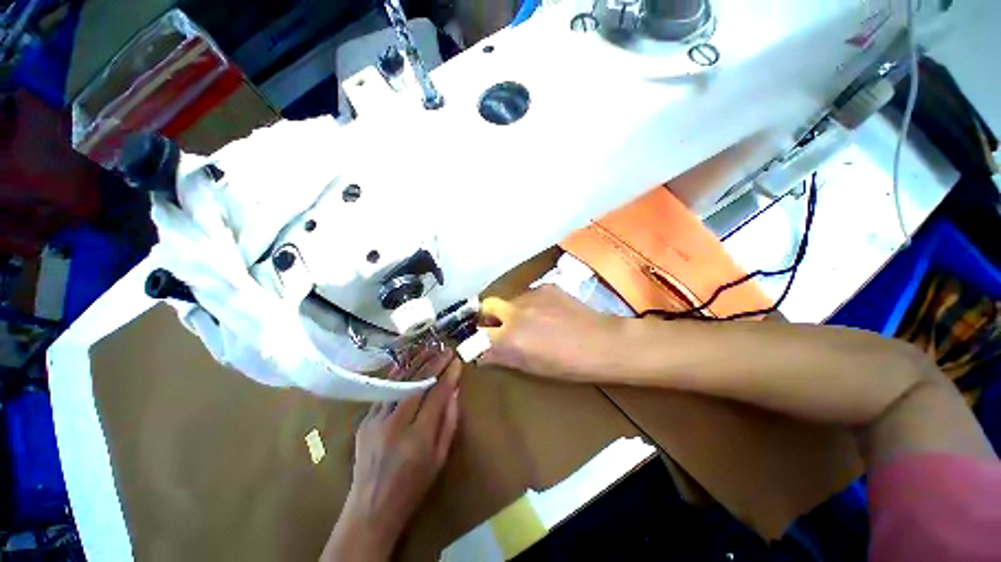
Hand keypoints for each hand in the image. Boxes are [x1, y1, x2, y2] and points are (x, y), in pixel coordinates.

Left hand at [323, 349, 461, 561]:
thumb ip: (449, 421)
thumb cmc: (413, 485)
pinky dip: (398, 374)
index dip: (448, 375)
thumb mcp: (440, 457)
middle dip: (434, 363)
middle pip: (417, 383)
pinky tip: (408, 363)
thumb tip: (454, 390)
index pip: (436, 394)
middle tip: (446, 349)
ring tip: (429, 349)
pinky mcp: (365, 420)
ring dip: (416, 363)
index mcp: (418, 437)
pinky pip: (385, 390)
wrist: (371, 507)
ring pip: (399, 382)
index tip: (457, 361)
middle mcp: (395, 424)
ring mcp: (376, 420)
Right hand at [478, 286, 623, 381]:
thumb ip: (502, 356)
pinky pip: (528, 294)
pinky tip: (548, 313)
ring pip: (509, 299)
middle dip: (488, 315)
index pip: (476, 333)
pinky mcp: (545, 286)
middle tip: (500, 326)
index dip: (475, 337)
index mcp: (509, 338)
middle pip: (486, 305)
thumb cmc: (567, 365)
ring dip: (512, 310)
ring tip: (532, 321)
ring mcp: (530, 295)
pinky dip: (530, 304)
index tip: (480, 340)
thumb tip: (482, 352)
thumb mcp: (530, 367)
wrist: (602, 342)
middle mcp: (514, 312)